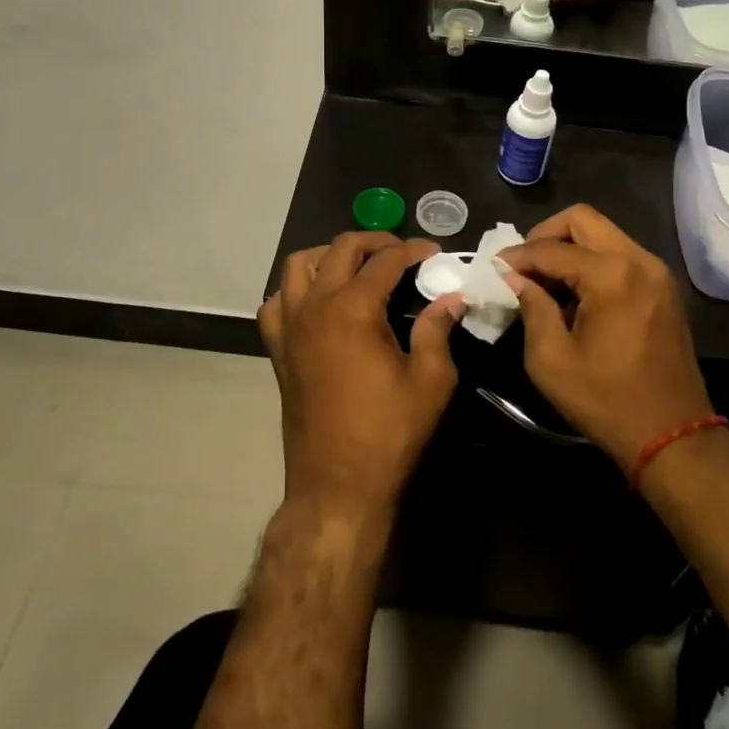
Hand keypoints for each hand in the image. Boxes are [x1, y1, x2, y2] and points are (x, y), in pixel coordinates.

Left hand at [258, 232, 463, 520]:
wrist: (337, 487)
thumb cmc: (389, 434)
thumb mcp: (430, 381)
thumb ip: (438, 330)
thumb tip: (452, 298)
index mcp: (353, 308)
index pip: (386, 260)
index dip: (413, 250)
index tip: (434, 252)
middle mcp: (315, 306)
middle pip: (339, 249)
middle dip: (374, 241)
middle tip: (401, 253)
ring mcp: (290, 327)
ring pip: (298, 266)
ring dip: (328, 256)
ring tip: (356, 267)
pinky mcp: (278, 350)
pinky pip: (276, 303)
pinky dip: (294, 291)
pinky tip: (317, 302)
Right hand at [499, 206, 712, 474]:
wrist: (673, 435)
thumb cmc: (606, 401)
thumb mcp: (551, 360)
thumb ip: (531, 308)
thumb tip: (515, 279)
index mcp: (611, 275)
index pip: (551, 249)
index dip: (517, 257)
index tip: (492, 268)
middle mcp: (638, 260)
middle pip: (582, 219)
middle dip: (545, 235)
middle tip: (522, 264)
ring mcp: (656, 271)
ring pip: (603, 233)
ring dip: (569, 246)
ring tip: (543, 278)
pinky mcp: (663, 287)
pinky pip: (619, 253)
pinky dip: (591, 260)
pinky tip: (573, 291)